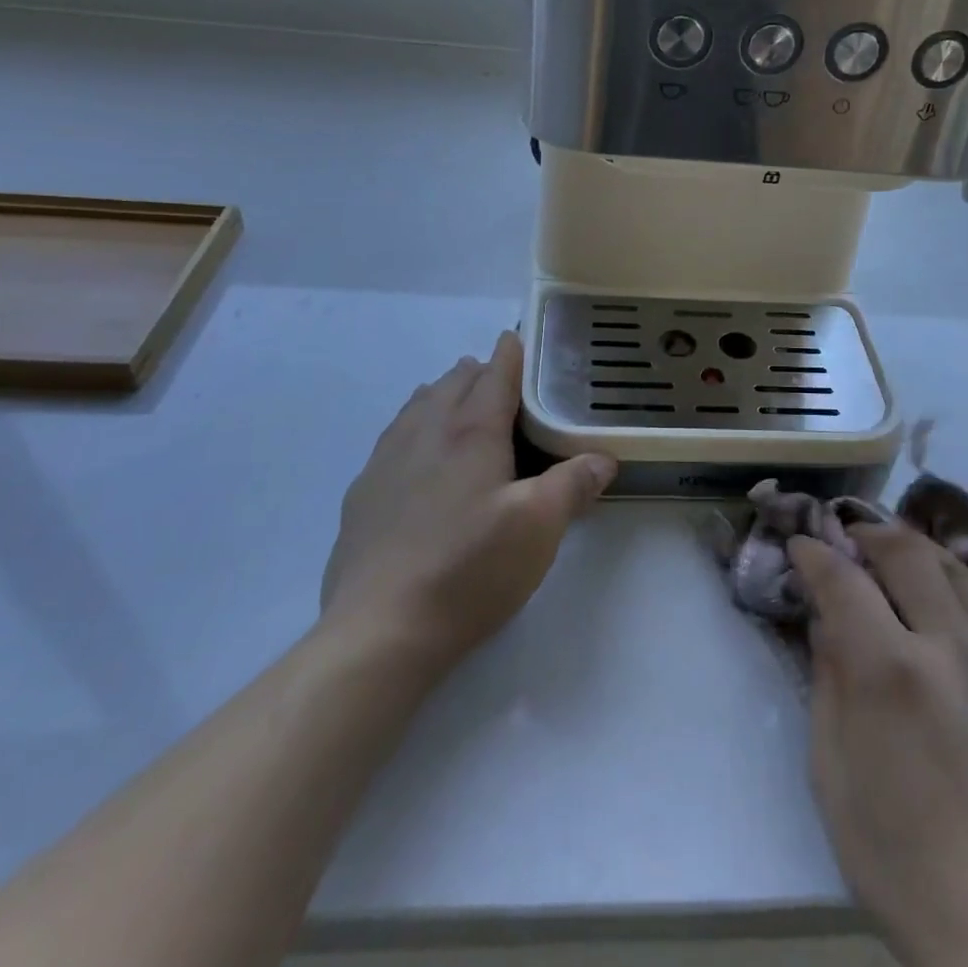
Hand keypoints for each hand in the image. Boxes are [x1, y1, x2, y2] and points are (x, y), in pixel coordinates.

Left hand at [320, 330, 615, 674]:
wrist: (380, 629)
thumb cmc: (470, 568)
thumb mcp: (539, 528)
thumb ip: (573, 484)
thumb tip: (604, 457)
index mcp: (471, 432)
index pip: (495, 376)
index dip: (509, 354)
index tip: (516, 337)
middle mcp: (425, 433)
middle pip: (452, 384)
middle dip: (477, 371)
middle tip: (498, 374)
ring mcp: (386, 462)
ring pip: (416, 407)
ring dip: (441, 393)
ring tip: (455, 395)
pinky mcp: (363, 494)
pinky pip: (392, 438)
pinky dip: (412, 425)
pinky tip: (415, 451)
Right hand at [790, 527, 967, 966]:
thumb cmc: (896, 855)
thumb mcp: (831, 767)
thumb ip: (827, 676)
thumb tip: (825, 617)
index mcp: (890, 672)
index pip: (843, 578)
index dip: (815, 553)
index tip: (800, 546)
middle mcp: (948, 647)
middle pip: (905, 552)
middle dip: (867, 534)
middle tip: (845, 540)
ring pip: (953, 565)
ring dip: (912, 548)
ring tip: (887, 554)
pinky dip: (952, 579)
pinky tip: (936, 594)